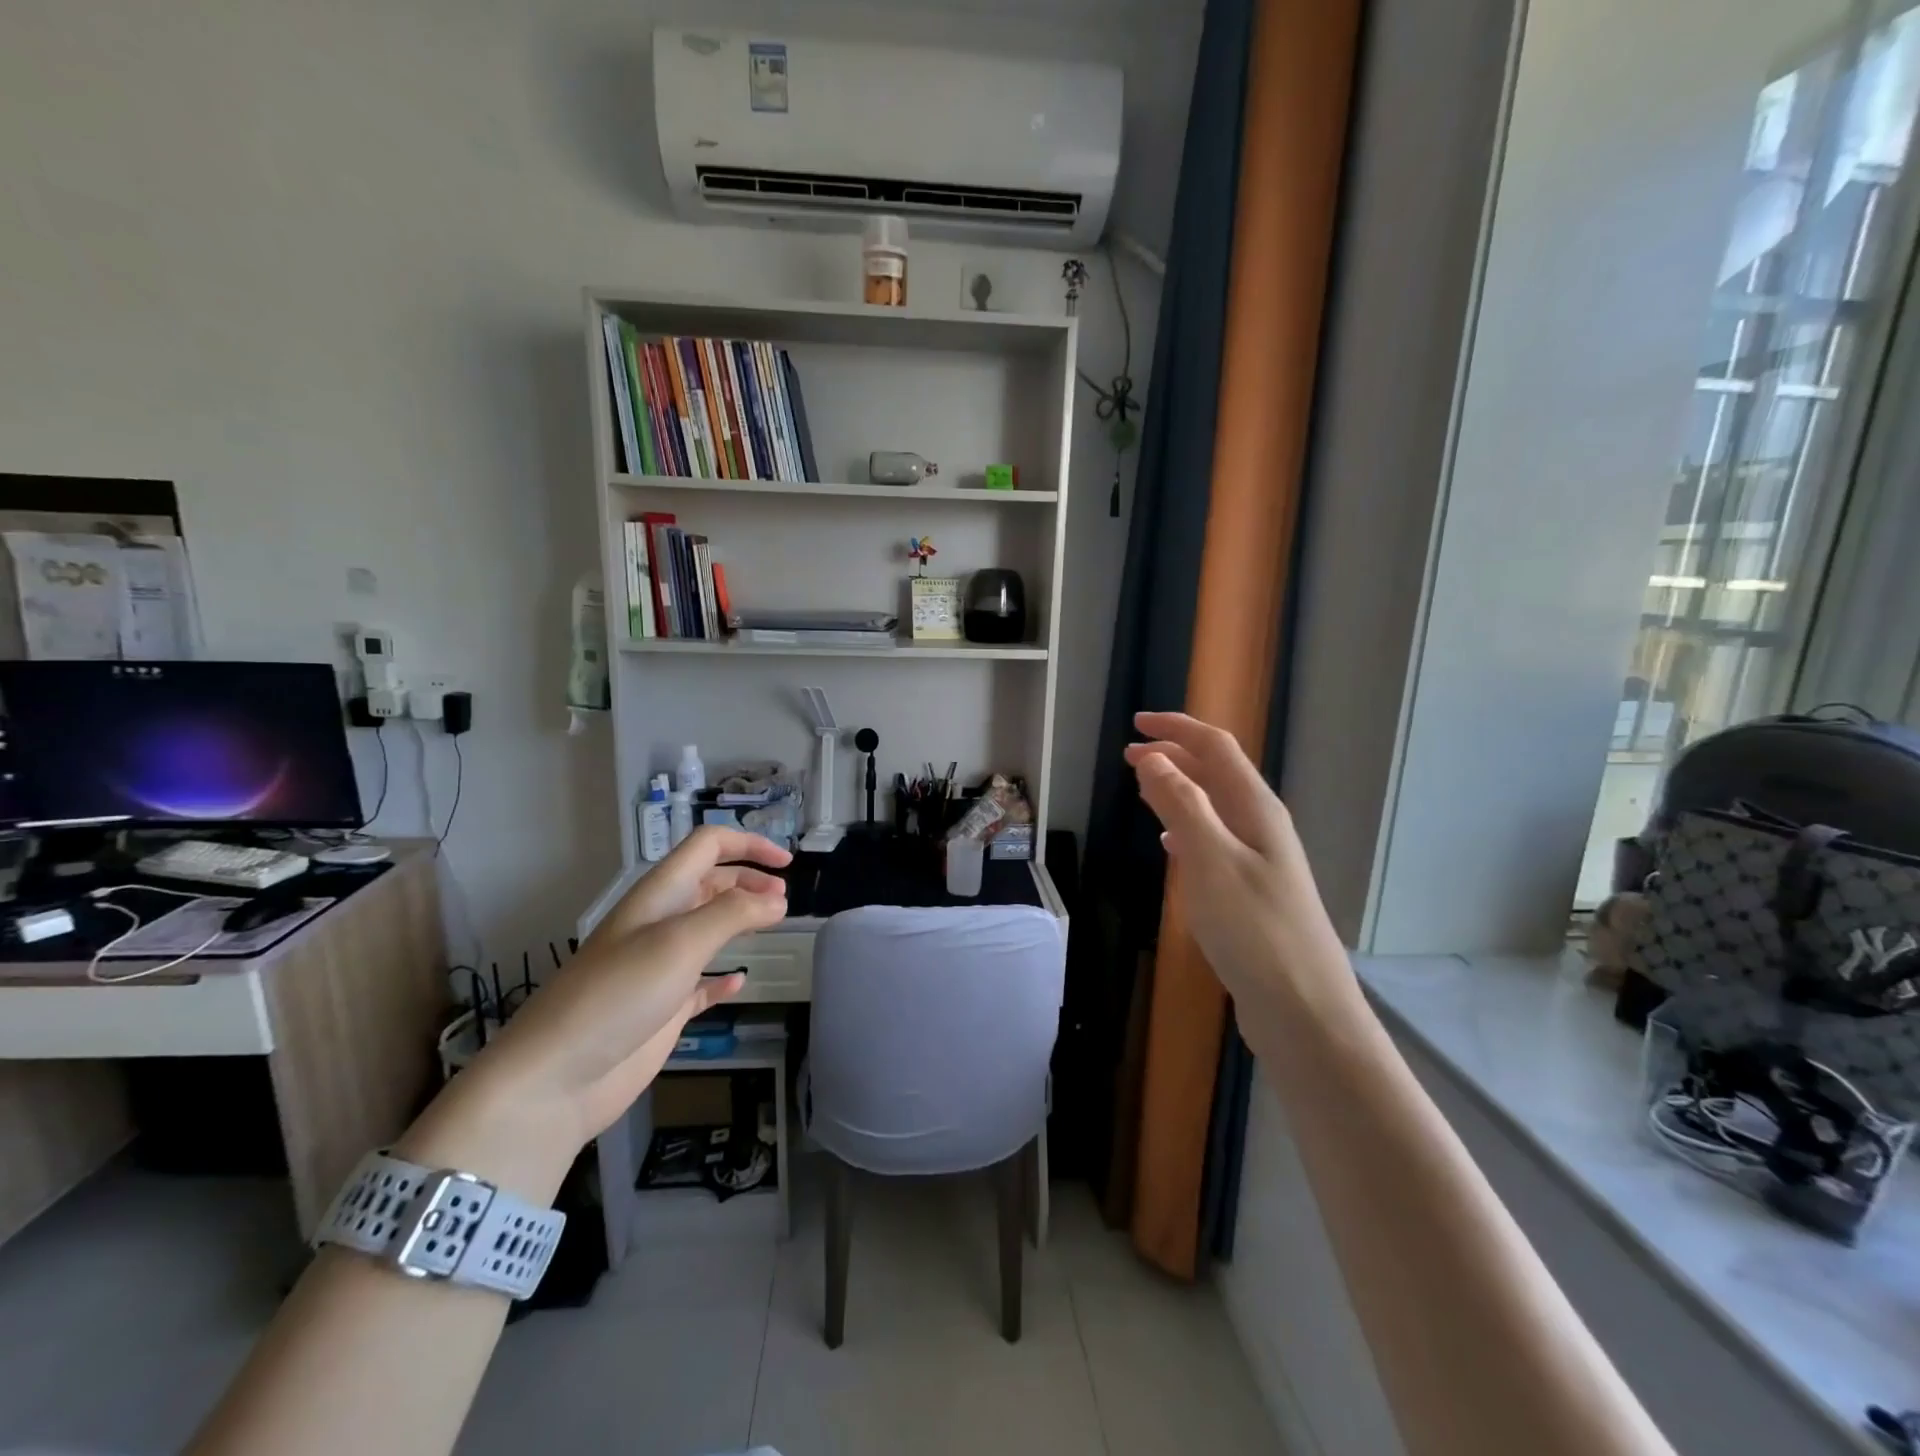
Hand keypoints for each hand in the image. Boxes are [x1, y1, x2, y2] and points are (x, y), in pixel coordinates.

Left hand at [397, 829, 789, 1199]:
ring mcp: (660, 966)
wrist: (556, 1078)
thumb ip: (734, 914)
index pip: (708, 847)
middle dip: (749, 883)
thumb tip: (777, 901)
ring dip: (741, 921)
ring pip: (709, 929)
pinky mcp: (661, 1008)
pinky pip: (700, 982)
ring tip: (774, 927)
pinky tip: (739, 982)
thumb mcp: (681, 942)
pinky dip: (723, 977)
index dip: (749, 845)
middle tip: (783, 902)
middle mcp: (661, 922)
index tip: (787, 866)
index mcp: (661, 894)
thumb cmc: (619, 994)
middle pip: (712, 884)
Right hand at [1124, 712, 1349, 1013]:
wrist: (1303, 1009)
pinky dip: (1186, 830)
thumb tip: (1153, 758)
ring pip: (1214, 808)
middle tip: (1129, 756)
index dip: (1176, 729)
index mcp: (1256, 808)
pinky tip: (1170, 846)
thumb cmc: (1254, 929)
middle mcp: (1261, 825)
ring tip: (1142, 790)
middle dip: (1173, 756)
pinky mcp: (1251, 891)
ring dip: (1178, 791)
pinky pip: (1213, 841)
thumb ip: (1182, 805)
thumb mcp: (1211, 859)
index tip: (1135, 723)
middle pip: (1216, 773)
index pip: (1215, 748)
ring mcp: (1259, 860)